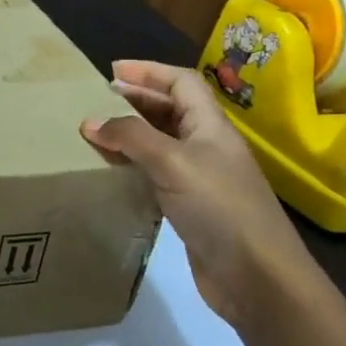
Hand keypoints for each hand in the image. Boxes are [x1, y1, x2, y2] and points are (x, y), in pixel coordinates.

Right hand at [80, 60, 318, 331]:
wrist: (255, 274)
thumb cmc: (219, 207)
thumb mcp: (172, 162)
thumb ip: (131, 137)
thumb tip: (90, 122)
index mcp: (211, 126)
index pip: (181, 82)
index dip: (149, 72)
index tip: (111, 71)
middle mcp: (207, 146)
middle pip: (171, 109)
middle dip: (135, 100)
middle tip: (96, 102)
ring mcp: (199, 177)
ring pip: (160, 142)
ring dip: (129, 134)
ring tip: (95, 134)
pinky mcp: (189, 206)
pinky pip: (154, 173)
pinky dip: (131, 165)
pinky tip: (111, 172)